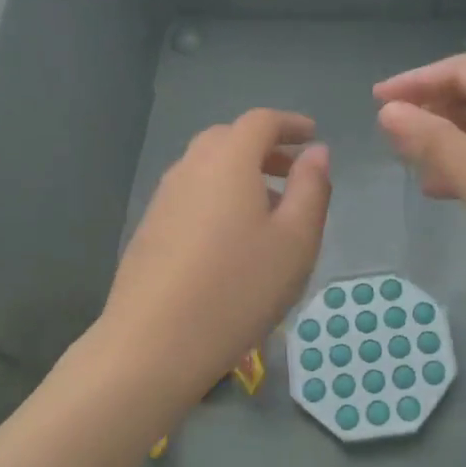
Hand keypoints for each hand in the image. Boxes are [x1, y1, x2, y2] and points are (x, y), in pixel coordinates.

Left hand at [95, 109, 330, 401]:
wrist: (152, 344)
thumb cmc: (238, 288)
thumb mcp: (295, 240)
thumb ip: (311, 188)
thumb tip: (316, 152)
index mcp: (228, 160)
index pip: (260, 121)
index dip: (290, 124)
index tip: (312, 136)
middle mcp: (190, 167)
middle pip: (228, 139)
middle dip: (264, 148)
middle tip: (292, 172)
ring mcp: (163, 198)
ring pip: (207, 167)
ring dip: (240, 173)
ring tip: (268, 209)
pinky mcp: (149, 228)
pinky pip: (191, 194)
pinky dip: (217, 196)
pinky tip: (231, 238)